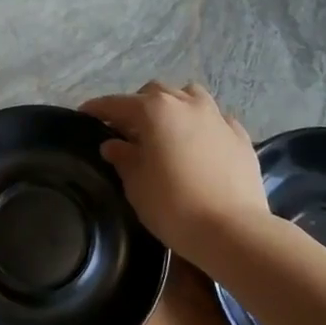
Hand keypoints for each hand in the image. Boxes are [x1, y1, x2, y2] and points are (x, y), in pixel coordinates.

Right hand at [81, 81, 271, 255]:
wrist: (232, 230)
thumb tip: (114, 144)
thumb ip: (123, 158)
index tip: (85, 113)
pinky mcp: (240, 136)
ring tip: (167, 129)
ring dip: (174, 106)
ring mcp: (218, 117)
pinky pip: (217, 120)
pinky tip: (200, 143)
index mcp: (156, 111)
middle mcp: (187, 104)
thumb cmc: (173, 206)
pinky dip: (203, 125)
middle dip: (138, 106)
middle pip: (156, 93)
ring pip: (190, 97)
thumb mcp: (137, 185)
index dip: (98, 108)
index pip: (118, 103)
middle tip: (127, 129)